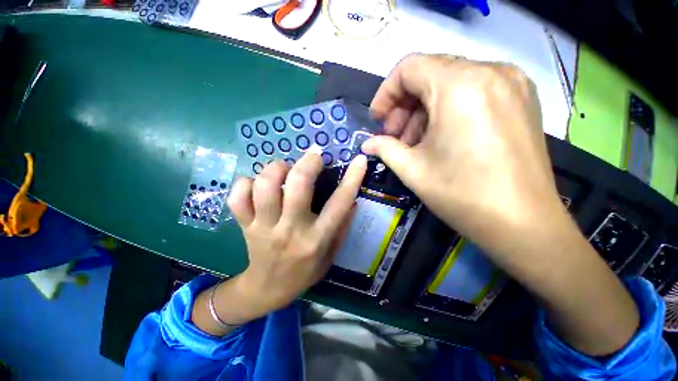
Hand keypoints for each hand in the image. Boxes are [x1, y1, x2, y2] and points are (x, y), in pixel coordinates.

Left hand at [226, 148, 366, 319]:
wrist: (267, 290)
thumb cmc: (304, 272)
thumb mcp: (331, 255)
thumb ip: (343, 227)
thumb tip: (353, 201)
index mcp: (316, 239)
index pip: (339, 204)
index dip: (352, 179)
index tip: (359, 160)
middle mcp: (291, 230)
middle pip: (297, 186)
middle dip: (308, 163)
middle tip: (314, 156)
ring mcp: (264, 227)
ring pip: (265, 186)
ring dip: (276, 169)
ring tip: (284, 169)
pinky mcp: (244, 226)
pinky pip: (238, 197)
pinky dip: (245, 184)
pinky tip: (256, 185)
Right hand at [362, 54, 561, 260]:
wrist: (523, 224)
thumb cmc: (462, 195)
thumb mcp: (412, 170)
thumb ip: (384, 149)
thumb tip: (367, 145)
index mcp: (460, 86)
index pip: (408, 68)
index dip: (385, 93)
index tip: (378, 121)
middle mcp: (490, 72)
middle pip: (430, 73)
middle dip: (404, 105)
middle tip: (395, 136)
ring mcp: (511, 83)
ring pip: (450, 82)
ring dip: (424, 110)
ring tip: (415, 142)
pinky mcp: (520, 99)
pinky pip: (472, 91)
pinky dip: (447, 110)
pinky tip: (440, 138)